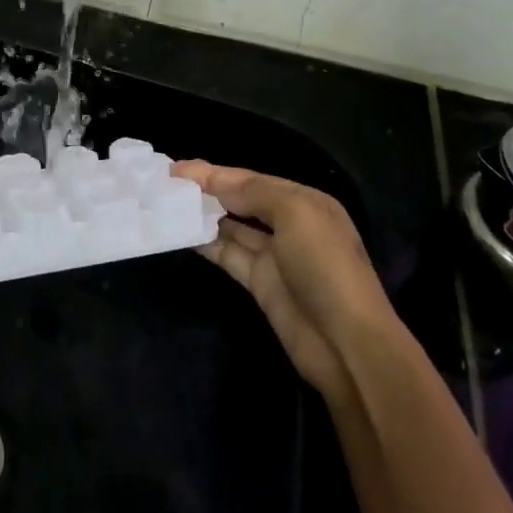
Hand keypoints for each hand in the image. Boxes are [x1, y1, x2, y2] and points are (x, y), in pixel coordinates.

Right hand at [174, 162, 394, 407]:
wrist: (346, 344)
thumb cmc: (325, 267)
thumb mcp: (295, 214)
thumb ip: (253, 192)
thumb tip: (215, 184)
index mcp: (304, 202)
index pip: (252, 179)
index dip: (215, 172)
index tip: (177, 168)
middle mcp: (289, 224)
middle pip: (241, 200)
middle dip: (207, 190)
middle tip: (167, 181)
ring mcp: (274, 256)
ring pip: (231, 227)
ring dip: (203, 215)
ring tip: (166, 203)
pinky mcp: (260, 284)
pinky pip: (227, 255)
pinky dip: (206, 243)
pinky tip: (181, 233)